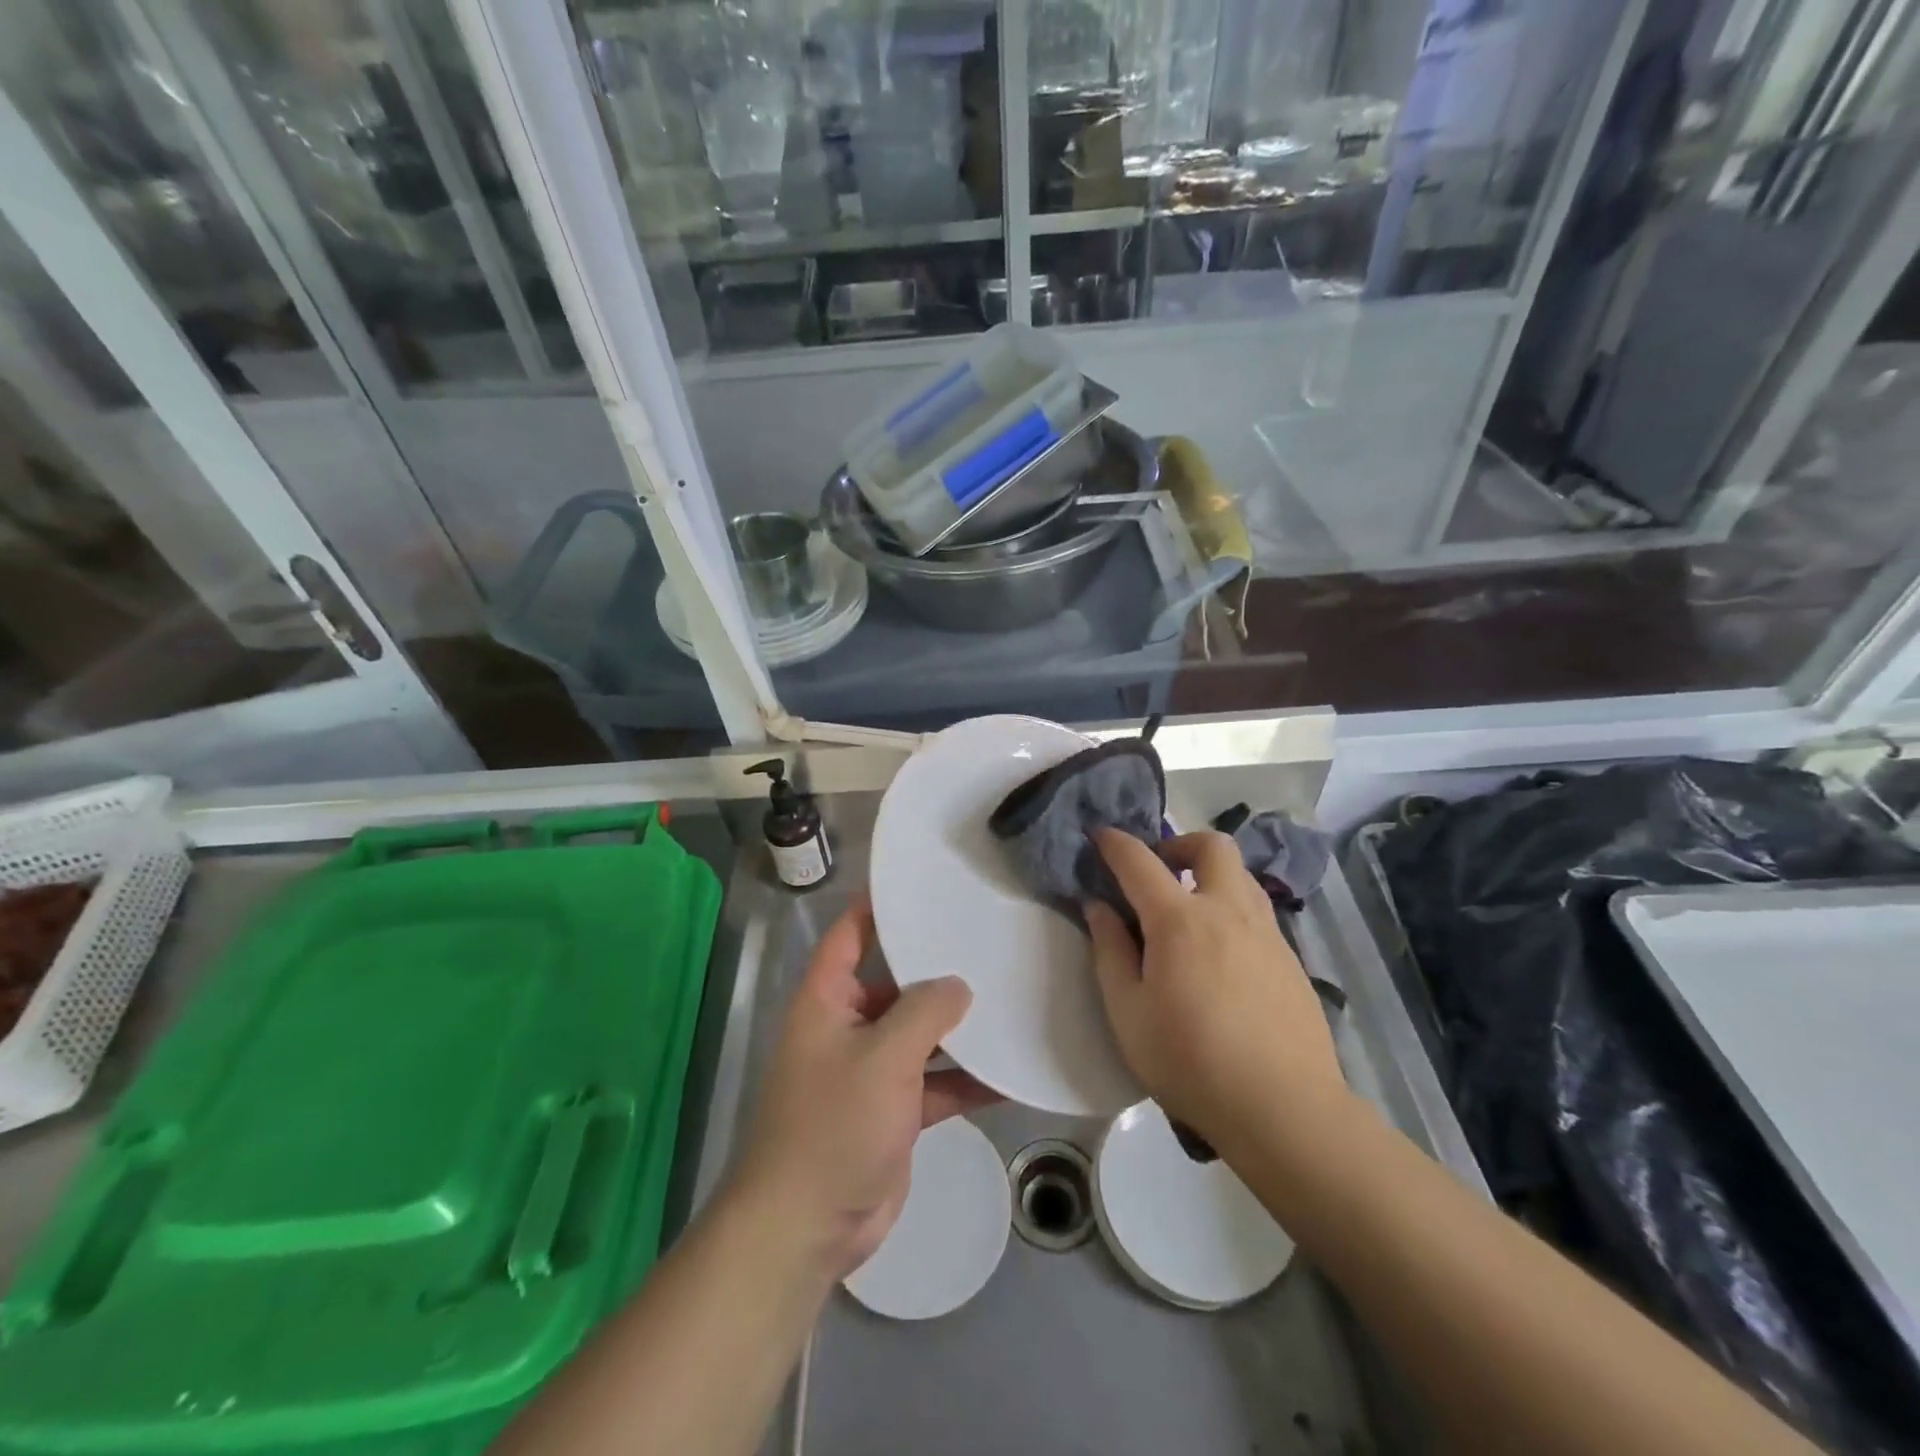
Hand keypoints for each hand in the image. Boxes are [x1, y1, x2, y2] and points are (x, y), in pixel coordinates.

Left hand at [730, 894, 998, 1281]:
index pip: (849, 935)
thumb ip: (925, 1012)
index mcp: (827, 1000)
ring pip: (920, 1034)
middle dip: (935, 969)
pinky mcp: (894, 1111)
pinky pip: (934, 1081)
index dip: (876, 906)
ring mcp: (872, 1071)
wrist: (807, 1227)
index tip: (920, 885)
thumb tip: (959, 985)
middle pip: (894, 983)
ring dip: (957, 1027)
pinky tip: (1008, 1072)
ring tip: (1008, 998)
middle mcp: (847, 1026)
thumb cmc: (834, 1124)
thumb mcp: (883, 1057)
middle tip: (987, 940)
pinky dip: (965, 1079)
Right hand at [1085, 830, 1349, 1150]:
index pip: (1140, 861)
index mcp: (1180, 921)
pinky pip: (1257, 911)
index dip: (1115, 843)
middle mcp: (1227, 911)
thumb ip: (1109, 951)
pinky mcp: (1290, 958)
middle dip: (1180, 843)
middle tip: (1158, 873)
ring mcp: (1267, 932)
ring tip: (1188, 910)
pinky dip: (1231, 909)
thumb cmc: (1190, 1062)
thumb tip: (1098, 906)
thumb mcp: (1127, 1013)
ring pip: (1241, 875)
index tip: (1100, 836)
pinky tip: (1220, 954)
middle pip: (1212, 845)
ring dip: (1210, 874)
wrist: (1284, 1108)